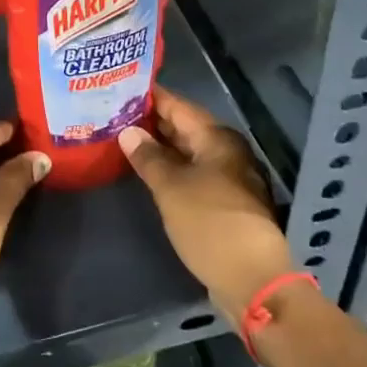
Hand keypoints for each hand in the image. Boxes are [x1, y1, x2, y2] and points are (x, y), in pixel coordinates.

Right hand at [120, 88, 294, 321]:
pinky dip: (170, 169)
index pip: (177, 105)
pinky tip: (147, 173)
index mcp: (216, 138)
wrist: (252, 279)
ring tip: (123, 141)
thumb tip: (128, 131)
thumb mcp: (170, 188)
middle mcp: (226, 151)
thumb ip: (148, 157)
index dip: (150, 97)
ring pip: (188, 152)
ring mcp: (227, 177)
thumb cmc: (210, 223)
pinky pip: (192, 173)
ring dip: (159, 147)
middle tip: (114, 115)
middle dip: (151, 122)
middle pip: (184, 127)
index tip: (119, 88)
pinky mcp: (224, 202)